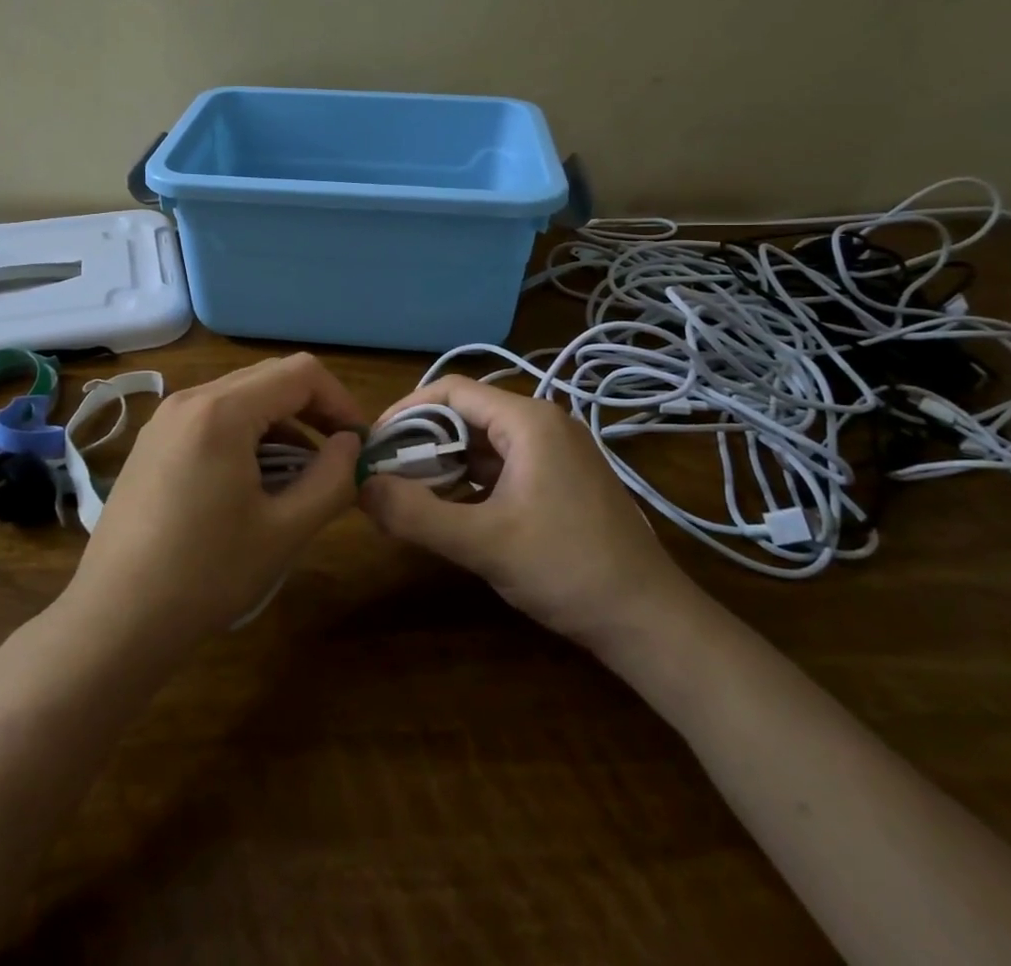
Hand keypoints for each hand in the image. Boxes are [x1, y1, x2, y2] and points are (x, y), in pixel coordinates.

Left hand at [63, 354, 366, 656]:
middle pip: (269, 377)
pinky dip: (245, 433)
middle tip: (336, 456)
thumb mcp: (285, 531)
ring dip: (279, 423)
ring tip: (298, 475)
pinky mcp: (152, 442)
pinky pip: (212, 416)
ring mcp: (164, 419)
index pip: (300, 373)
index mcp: (222, 411)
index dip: (340, 400)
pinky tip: (252, 481)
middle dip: (312, 409)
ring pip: (240, 396)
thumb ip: (332, 479)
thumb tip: (351, 445)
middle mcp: (190, 399)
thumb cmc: (205, 575)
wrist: (114, 619)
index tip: (357, 444)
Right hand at [359, 376, 705, 654]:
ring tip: (407, 492)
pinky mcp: (560, 479)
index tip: (373, 443)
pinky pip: (502, 464)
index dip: (405, 411)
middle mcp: (543, 423)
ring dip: (444, 462)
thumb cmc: (567, 569)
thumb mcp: (484, 543)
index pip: (451, 391)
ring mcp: (556, 451)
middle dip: (421, 441)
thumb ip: (417, 515)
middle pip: (465, 414)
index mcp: (528, 420)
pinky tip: (449, 508)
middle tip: (384, 472)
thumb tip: (362, 487)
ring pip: (482, 442)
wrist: (648, 620)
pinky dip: (470, 480)